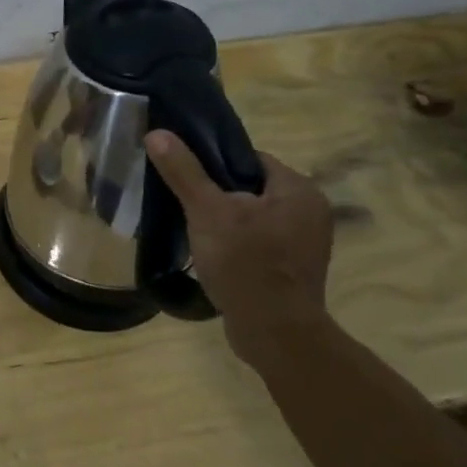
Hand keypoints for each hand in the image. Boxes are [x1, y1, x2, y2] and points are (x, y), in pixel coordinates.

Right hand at [144, 132, 333, 363]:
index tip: (185, 175)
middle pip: (250, 187)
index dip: (214, 162)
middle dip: (216, 193)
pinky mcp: (293, 269)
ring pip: (253, 216)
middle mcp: (310, 211)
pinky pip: (258, 241)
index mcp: (298, 190)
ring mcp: (304, 243)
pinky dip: (235, 242)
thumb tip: (157, 133)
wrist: (274, 334)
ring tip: (191, 227)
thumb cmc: (246, 264)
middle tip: (183, 202)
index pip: (250, 158)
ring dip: (224, 220)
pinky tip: (210, 253)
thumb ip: (184, 172)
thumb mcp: (208, 212)